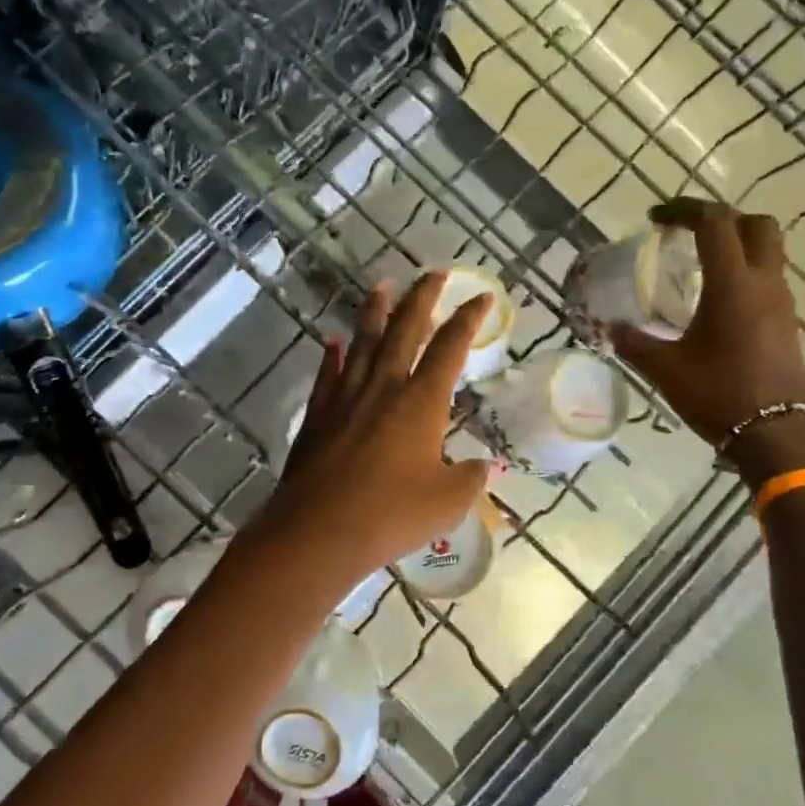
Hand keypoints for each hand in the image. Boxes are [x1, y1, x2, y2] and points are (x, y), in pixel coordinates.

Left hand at [248, 273, 494, 590]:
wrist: (318, 532)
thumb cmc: (391, 514)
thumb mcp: (447, 502)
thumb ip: (470, 478)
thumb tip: (486, 465)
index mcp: (421, 401)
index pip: (450, 348)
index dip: (468, 319)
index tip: (481, 296)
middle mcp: (384, 387)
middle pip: (405, 330)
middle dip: (422, 298)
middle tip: (433, 273)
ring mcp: (346, 398)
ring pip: (363, 342)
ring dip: (374, 312)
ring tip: (382, 286)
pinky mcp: (318, 415)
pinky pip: (328, 375)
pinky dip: (332, 356)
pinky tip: (333, 341)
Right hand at [610, 199, 804, 464]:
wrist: (776, 435)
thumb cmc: (719, 395)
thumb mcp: (665, 369)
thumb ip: (634, 342)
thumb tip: (609, 329)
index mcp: (733, 284)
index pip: (715, 222)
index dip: (684, 210)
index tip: (656, 219)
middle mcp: (764, 283)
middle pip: (756, 224)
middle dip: (721, 219)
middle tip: (688, 233)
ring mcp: (782, 302)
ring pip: (768, 250)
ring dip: (736, 245)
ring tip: (699, 264)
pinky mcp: (788, 322)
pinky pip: (769, 278)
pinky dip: (745, 272)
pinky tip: (718, 300)